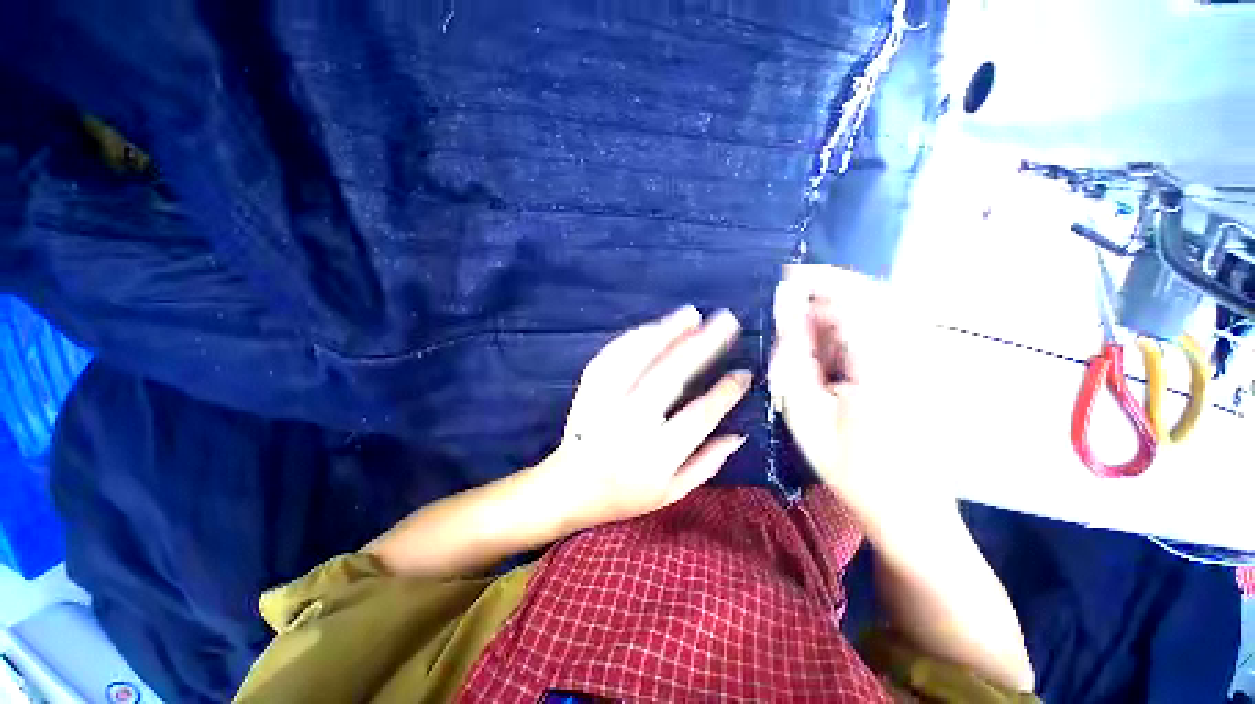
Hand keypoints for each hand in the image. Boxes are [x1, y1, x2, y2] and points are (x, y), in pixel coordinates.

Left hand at [536, 305, 750, 532]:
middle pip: (670, 376)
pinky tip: (652, 328)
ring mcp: (605, 403)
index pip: (699, 416)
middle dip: (702, 346)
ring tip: (691, 314)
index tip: (744, 373)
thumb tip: (738, 434)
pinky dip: (633, 339)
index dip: (725, 393)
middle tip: (726, 322)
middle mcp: (631, 424)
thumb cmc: (624, 494)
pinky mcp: (588, 390)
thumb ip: (707, 464)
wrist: (567, 488)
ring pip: (638, 359)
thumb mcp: (671, 492)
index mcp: (656, 455)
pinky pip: (611, 357)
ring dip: (666, 332)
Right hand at [768, 265, 938, 526]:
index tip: (785, 278)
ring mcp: (927, 358)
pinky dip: (855, 326)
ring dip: (840, 309)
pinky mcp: (927, 365)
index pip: (855, 299)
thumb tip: (786, 313)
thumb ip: (794, 358)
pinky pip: (890, 326)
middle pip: (875, 294)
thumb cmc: (852, 470)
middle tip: (792, 309)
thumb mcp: (806, 416)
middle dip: (828, 290)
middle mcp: (915, 353)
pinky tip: (834, 350)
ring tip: (809, 337)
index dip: (818, 280)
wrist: (909, 510)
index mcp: (885, 368)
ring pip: (883, 306)